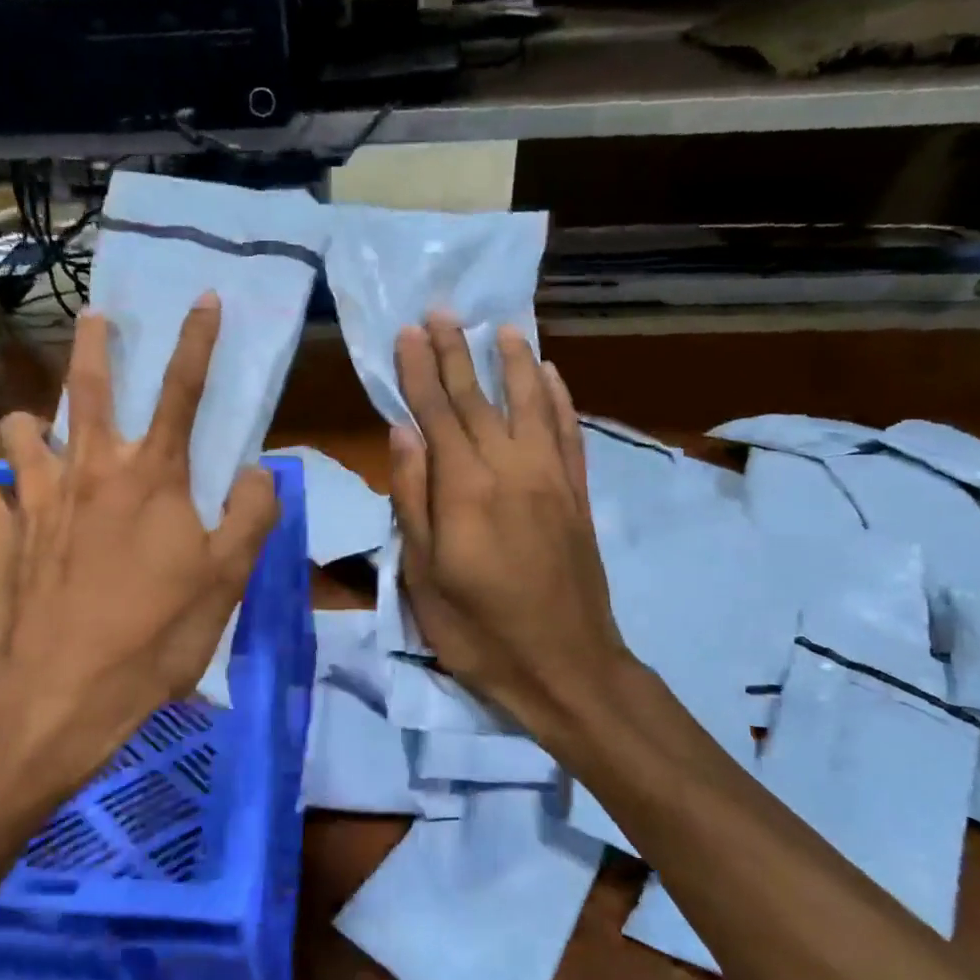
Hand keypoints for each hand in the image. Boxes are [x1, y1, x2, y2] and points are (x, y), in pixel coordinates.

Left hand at [0, 294, 280, 806]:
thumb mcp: (227, 581)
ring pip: (22, 433)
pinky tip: (17, 516)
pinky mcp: (0, 537)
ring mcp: (36, 501)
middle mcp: (89, 471)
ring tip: (45, 435)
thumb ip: (253, 516)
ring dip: (35, 425)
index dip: (199, 341)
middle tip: (93, 316)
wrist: (58, 695)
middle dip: (93, 344)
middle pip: (89, 387)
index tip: (204, 298)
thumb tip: (260, 471)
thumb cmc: (154, 635)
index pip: (183, 390)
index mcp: (151, 476)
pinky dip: (8, 498)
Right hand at [389, 315, 630, 748]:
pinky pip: (569, 435)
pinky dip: (560, 400)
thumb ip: (413, 498)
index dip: (420, 371)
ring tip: (502, 328)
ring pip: (532, 405)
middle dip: (457, 353)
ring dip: (515, 363)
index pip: (438, 414)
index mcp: (466, 489)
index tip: (409, 332)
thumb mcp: (425, 575)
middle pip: (480, 400)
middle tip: (443, 312)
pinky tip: (552, 377)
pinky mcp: (577, 497)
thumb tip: (402, 432)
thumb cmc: (479, 630)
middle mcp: (512, 470)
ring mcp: (551, 480)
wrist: (566, 667)